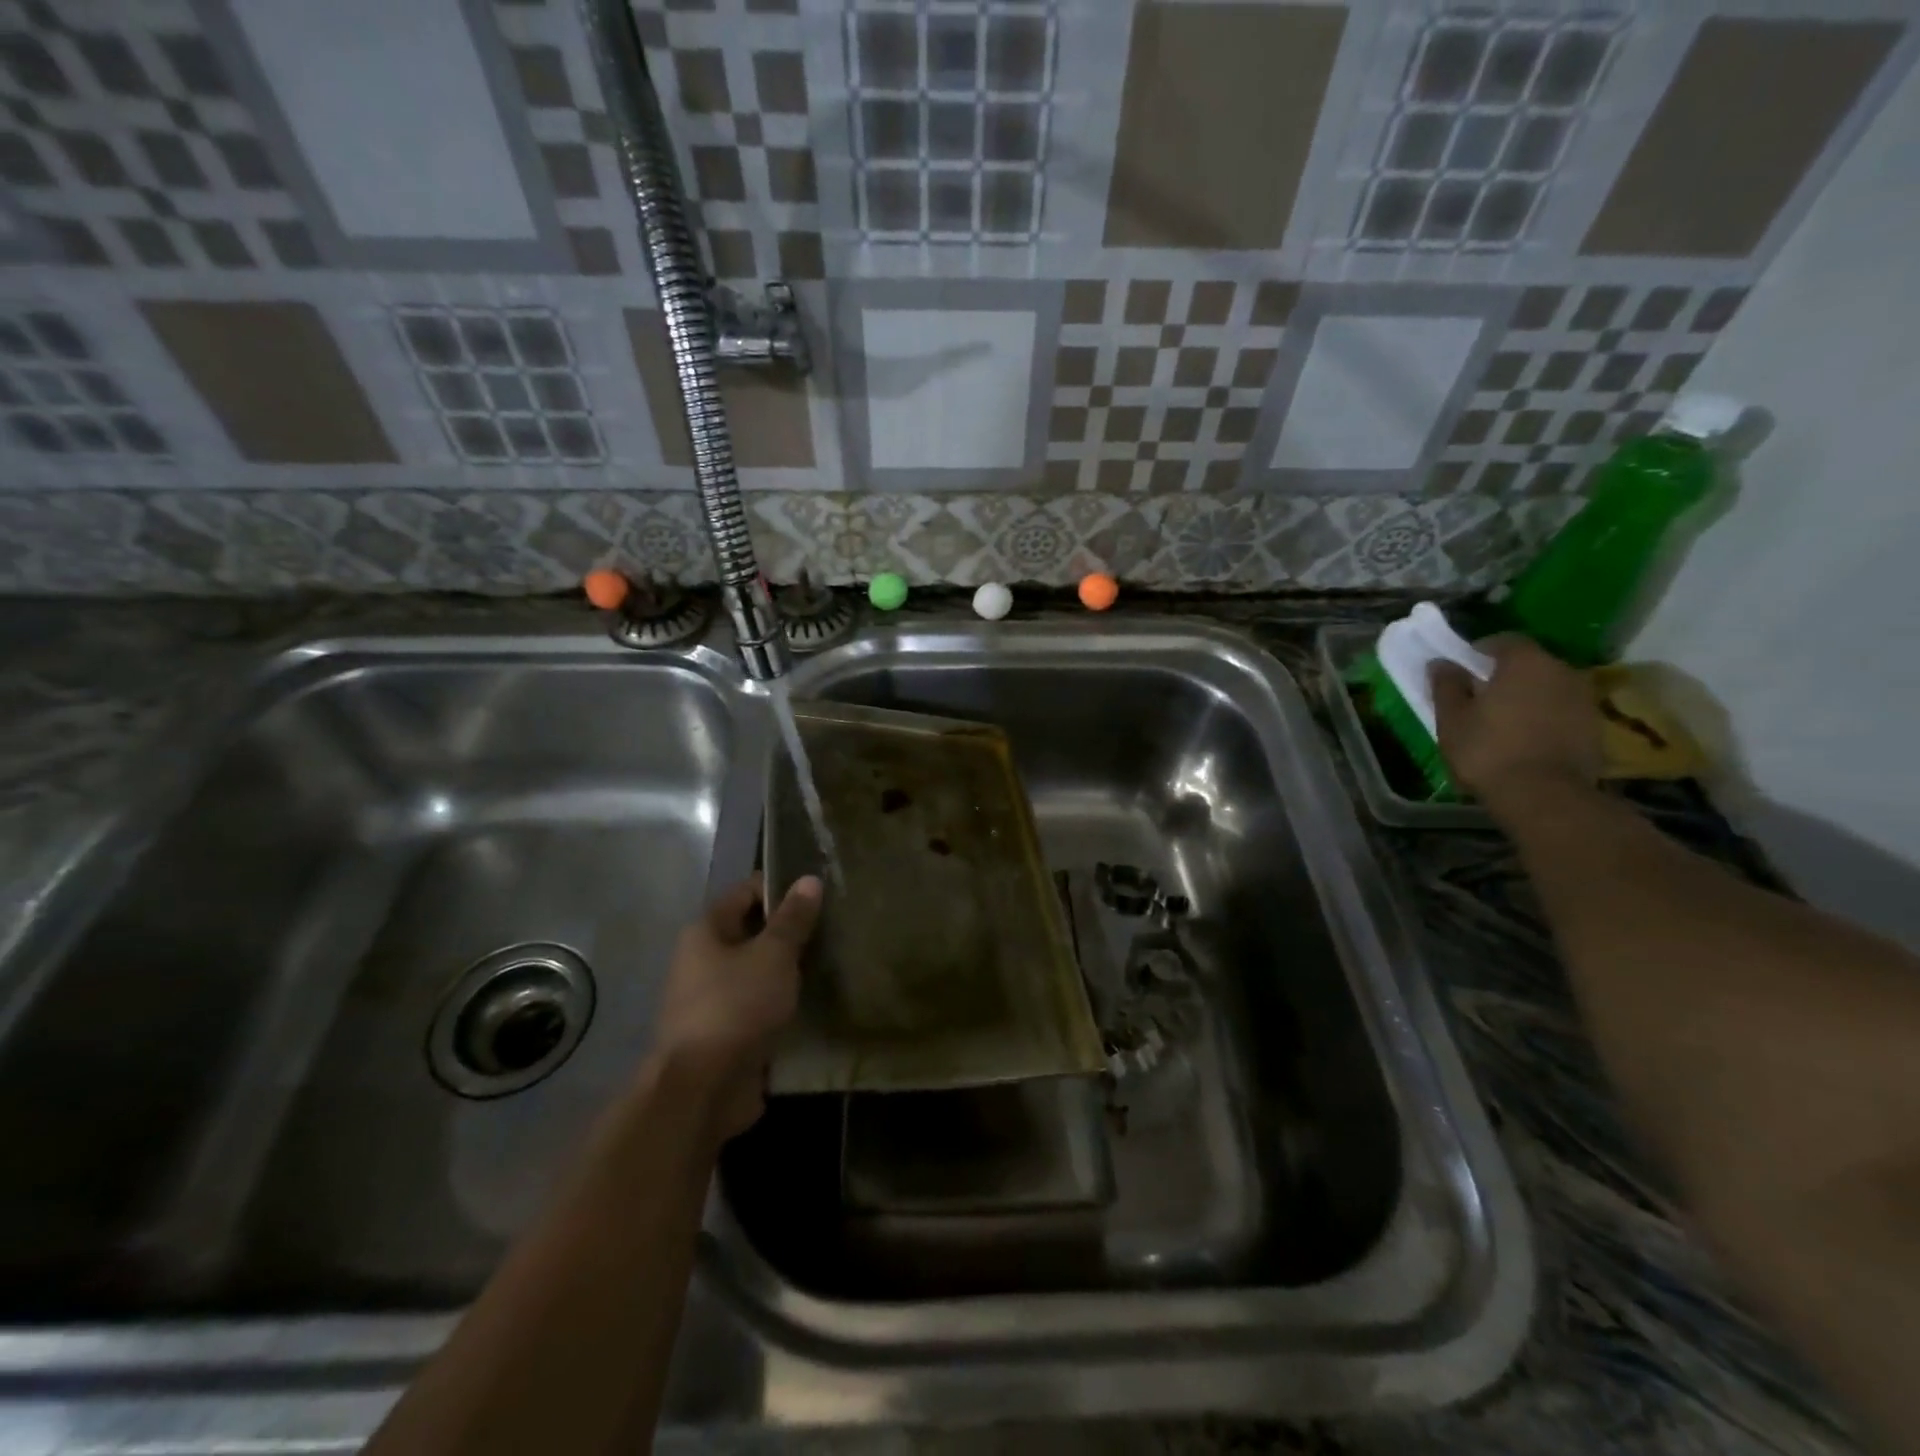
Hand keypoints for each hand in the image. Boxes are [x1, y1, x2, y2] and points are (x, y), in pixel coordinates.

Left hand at [652, 874, 821, 1140]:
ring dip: (785, 970)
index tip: (819, 895)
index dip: (781, 888)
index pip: (746, 892)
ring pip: (755, 972)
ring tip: (828, 964)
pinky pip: (756, 1006)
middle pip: (750, 932)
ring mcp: (709, 1000)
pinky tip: (811, 1003)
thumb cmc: (736, 1007)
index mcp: (705, 931)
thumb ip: (792, 919)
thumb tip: (809, 879)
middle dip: (788, 932)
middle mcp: (700, 960)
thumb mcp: (773, 955)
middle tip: (831, 930)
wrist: (702, 1090)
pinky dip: (779, 1003)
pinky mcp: (722, 1034)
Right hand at [1431, 637, 1600, 808]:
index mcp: (1525, 662)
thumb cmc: (1487, 751)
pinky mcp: (1595, 727)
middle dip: (1506, 674)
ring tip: (1504, 721)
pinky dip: (1545, 717)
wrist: (1544, 796)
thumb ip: (1446, 686)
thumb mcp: (1452, 719)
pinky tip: (1526, 739)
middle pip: (1530, 663)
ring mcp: (1584, 699)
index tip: (1463, 670)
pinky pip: (1562, 711)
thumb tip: (1441, 663)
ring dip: (1528, 696)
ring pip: (1548, 687)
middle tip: (1480, 696)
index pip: (1503, 641)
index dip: (1480, 652)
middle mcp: (1562, 671)